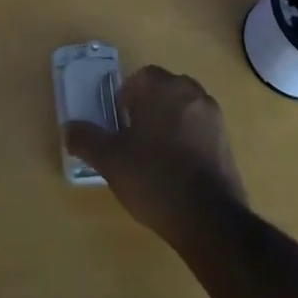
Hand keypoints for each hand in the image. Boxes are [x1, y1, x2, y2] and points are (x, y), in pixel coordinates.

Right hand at [65, 65, 246, 247]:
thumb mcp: (111, 160)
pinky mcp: (227, 143)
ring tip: (156, 156)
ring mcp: (214, 117)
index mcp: (163, 87)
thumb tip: (69, 128)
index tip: (119, 122)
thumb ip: (87, 139)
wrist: (209, 219)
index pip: (141, 77)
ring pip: (184, 109)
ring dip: (170, 123)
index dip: (126, 97)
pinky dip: (188, 141)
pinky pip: (201, 131)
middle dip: (149, 107)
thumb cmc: (154, 178)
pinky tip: (178, 171)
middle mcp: (191, 93)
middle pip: (165, 90)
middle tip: (134, 137)